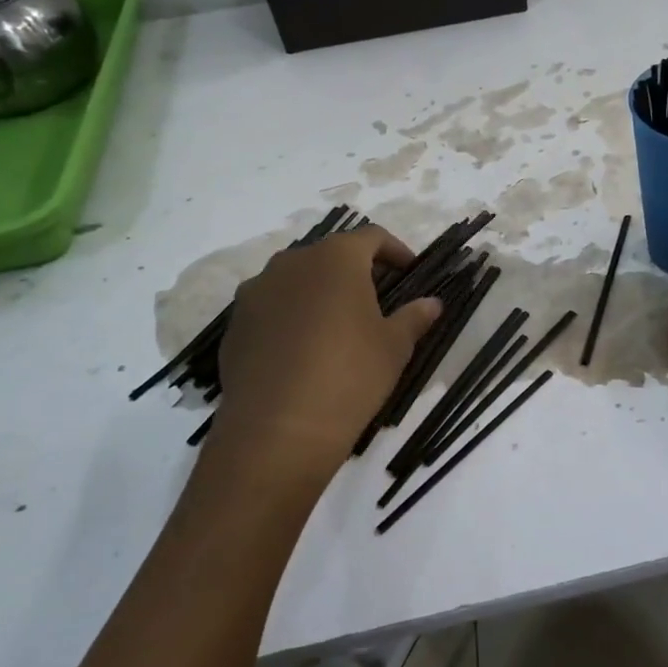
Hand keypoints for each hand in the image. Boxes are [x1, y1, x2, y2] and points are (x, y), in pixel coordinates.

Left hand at [207, 225, 441, 491]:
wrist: (278, 429)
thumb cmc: (350, 375)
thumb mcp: (394, 347)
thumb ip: (414, 317)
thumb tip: (432, 303)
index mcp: (336, 258)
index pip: (371, 237)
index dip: (395, 250)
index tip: (410, 270)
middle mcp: (291, 263)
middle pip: (329, 255)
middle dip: (354, 270)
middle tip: (376, 298)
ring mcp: (256, 293)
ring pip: (296, 280)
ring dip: (319, 292)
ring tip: (337, 324)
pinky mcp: (235, 325)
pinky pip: (271, 308)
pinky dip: (291, 317)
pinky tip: (303, 351)